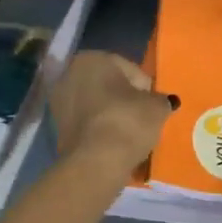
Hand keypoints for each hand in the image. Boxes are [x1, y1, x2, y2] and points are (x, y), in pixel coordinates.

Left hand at [49, 51, 174, 170]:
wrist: (96, 163)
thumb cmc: (127, 121)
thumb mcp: (157, 107)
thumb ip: (161, 100)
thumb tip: (164, 102)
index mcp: (92, 59)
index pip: (129, 69)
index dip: (145, 88)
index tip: (154, 105)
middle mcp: (70, 75)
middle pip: (109, 85)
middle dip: (125, 99)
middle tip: (143, 117)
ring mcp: (59, 103)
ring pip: (96, 105)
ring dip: (112, 115)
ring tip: (131, 133)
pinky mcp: (57, 130)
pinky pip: (88, 124)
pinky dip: (100, 130)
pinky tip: (115, 143)